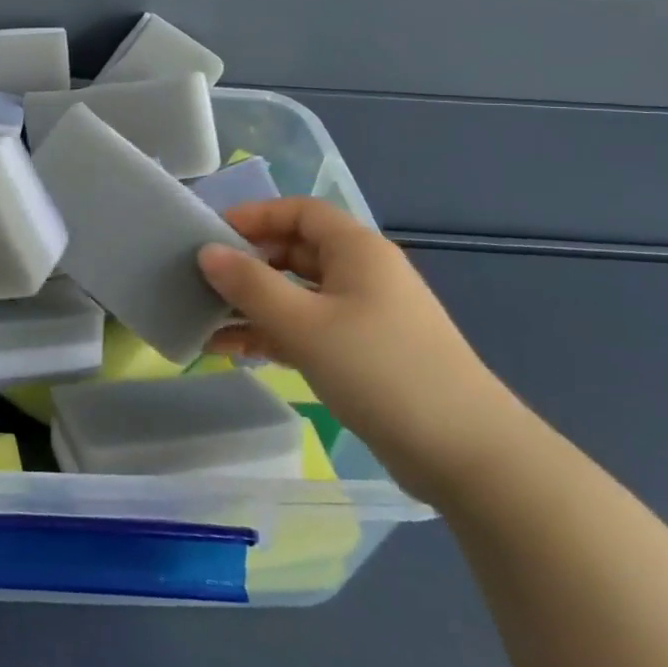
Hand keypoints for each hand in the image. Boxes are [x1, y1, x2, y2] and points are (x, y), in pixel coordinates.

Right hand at [197, 198, 519, 503]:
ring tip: (204, 321)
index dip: (254, 216)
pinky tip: (231, 351)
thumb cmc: (380, 370)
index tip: (211, 235)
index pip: (299, 211)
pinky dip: (272, 335)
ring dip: (253, 306)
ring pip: (296, 295)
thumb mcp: (304, 324)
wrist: (466, 455)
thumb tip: (207, 252)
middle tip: (201, 281)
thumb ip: (250, 285)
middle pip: (294, 252)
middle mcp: (361, 274)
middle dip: (247, 264)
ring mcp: (363, 316)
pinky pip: (306, 330)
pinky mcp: (362, 355)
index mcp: (356, 250)